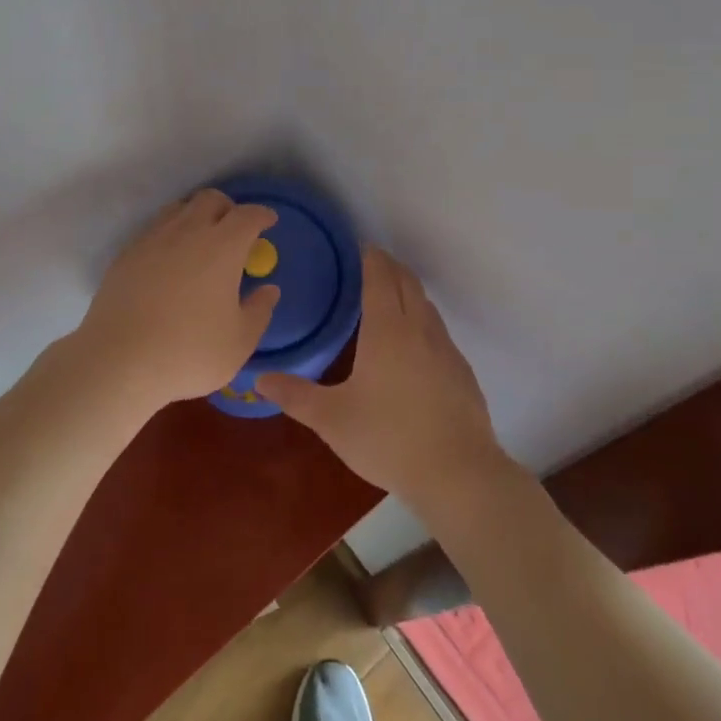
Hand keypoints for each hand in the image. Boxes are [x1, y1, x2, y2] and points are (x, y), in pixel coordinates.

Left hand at [73, 189, 280, 411]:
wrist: (119, 362)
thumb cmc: (189, 353)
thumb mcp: (239, 342)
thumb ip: (259, 311)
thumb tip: (268, 289)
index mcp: (222, 247)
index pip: (247, 216)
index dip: (262, 215)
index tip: (269, 222)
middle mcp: (187, 232)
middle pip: (210, 199)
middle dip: (228, 208)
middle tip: (235, 230)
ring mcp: (153, 240)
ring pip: (179, 208)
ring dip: (196, 215)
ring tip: (201, 240)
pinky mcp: (127, 254)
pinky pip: (155, 229)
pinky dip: (170, 233)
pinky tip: (170, 260)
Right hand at [257, 247, 506, 502]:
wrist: (458, 474)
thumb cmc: (388, 439)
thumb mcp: (332, 420)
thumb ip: (295, 396)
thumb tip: (259, 377)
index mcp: (386, 330)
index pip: (379, 277)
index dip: (370, 257)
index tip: (358, 246)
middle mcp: (418, 328)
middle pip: (406, 281)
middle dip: (389, 265)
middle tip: (369, 262)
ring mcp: (445, 348)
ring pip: (425, 303)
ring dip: (407, 289)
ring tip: (389, 294)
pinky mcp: (461, 369)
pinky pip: (438, 328)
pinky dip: (422, 317)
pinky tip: (413, 341)